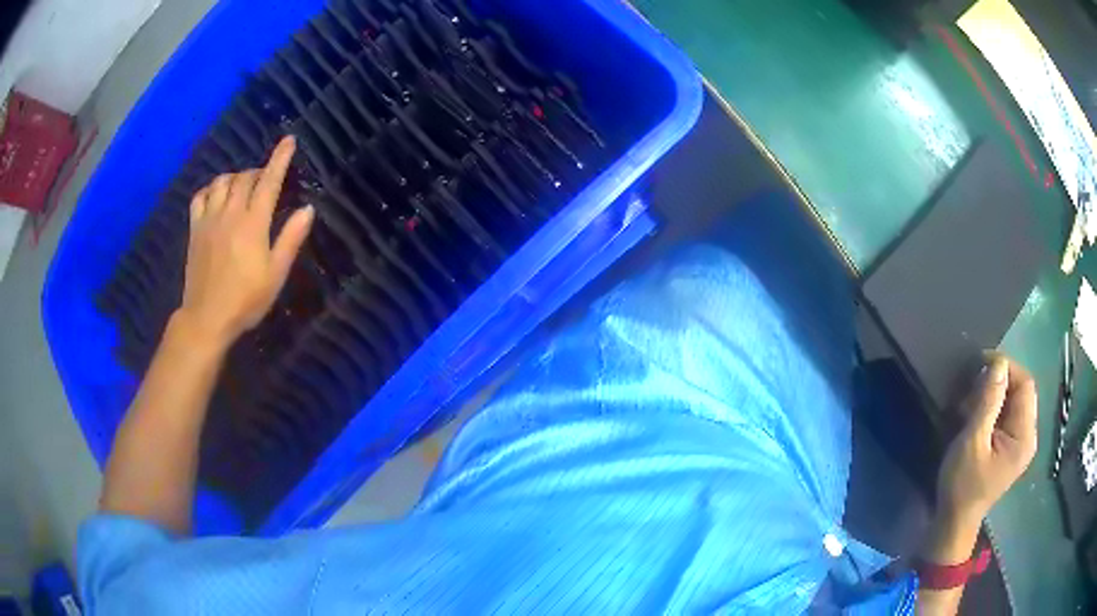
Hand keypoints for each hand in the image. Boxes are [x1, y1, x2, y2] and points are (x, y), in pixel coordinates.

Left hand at [174, 136, 313, 346]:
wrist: (207, 318)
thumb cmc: (246, 300)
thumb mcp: (276, 274)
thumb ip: (291, 238)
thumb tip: (308, 208)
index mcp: (253, 223)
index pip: (269, 181)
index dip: (280, 158)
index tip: (289, 140)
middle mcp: (230, 213)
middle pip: (244, 177)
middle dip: (258, 172)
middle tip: (266, 180)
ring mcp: (209, 219)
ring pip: (221, 181)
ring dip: (235, 177)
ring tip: (241, 187)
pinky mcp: (195, 229)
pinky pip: (200, 196)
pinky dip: (210, 190)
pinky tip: (216, 197)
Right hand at [936, 354, 1037, 526]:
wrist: (954, 523)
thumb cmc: (962, 485)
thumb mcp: (972, 442)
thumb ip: (988, 402)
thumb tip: (998, 363)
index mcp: (1024, 436)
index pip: (1025, 385)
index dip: (1007, 367)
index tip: (982, 361)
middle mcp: (1029, 436)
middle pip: (1021, 392)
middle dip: (999, 381)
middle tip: (974, 383)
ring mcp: (1020, 443)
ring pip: (1014, 402)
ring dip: (995, 394)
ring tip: (971, 401)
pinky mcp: (1011, 448)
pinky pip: (1008, 415)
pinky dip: (993, 408)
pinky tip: (976, 415)